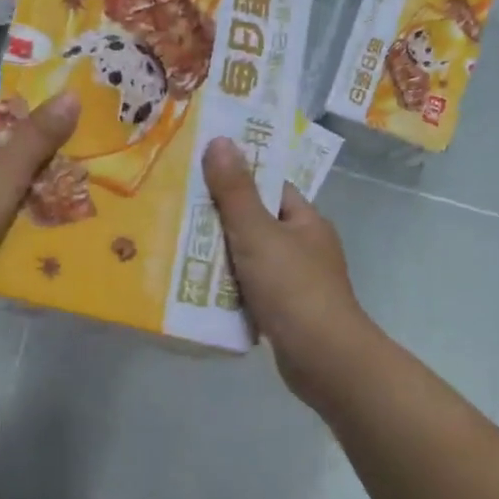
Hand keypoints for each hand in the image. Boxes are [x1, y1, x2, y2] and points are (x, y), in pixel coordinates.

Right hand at [203, 137, 371, 410]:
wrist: (323, 358)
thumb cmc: (293, 288)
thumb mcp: (257, 233)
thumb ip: (235, 191)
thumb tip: (219, 140)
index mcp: (305, 221)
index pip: (270, 188)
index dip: (237, 178)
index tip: (198, 173)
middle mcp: (304, 247)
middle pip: (255, 223)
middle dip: (218, 220)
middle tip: (175, 211)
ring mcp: (295, 281)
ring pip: (249, 258)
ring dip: (218, 256)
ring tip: (176, 247)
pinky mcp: (283, 311)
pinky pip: (248, 288)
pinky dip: (226, 287)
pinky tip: (196, 287)